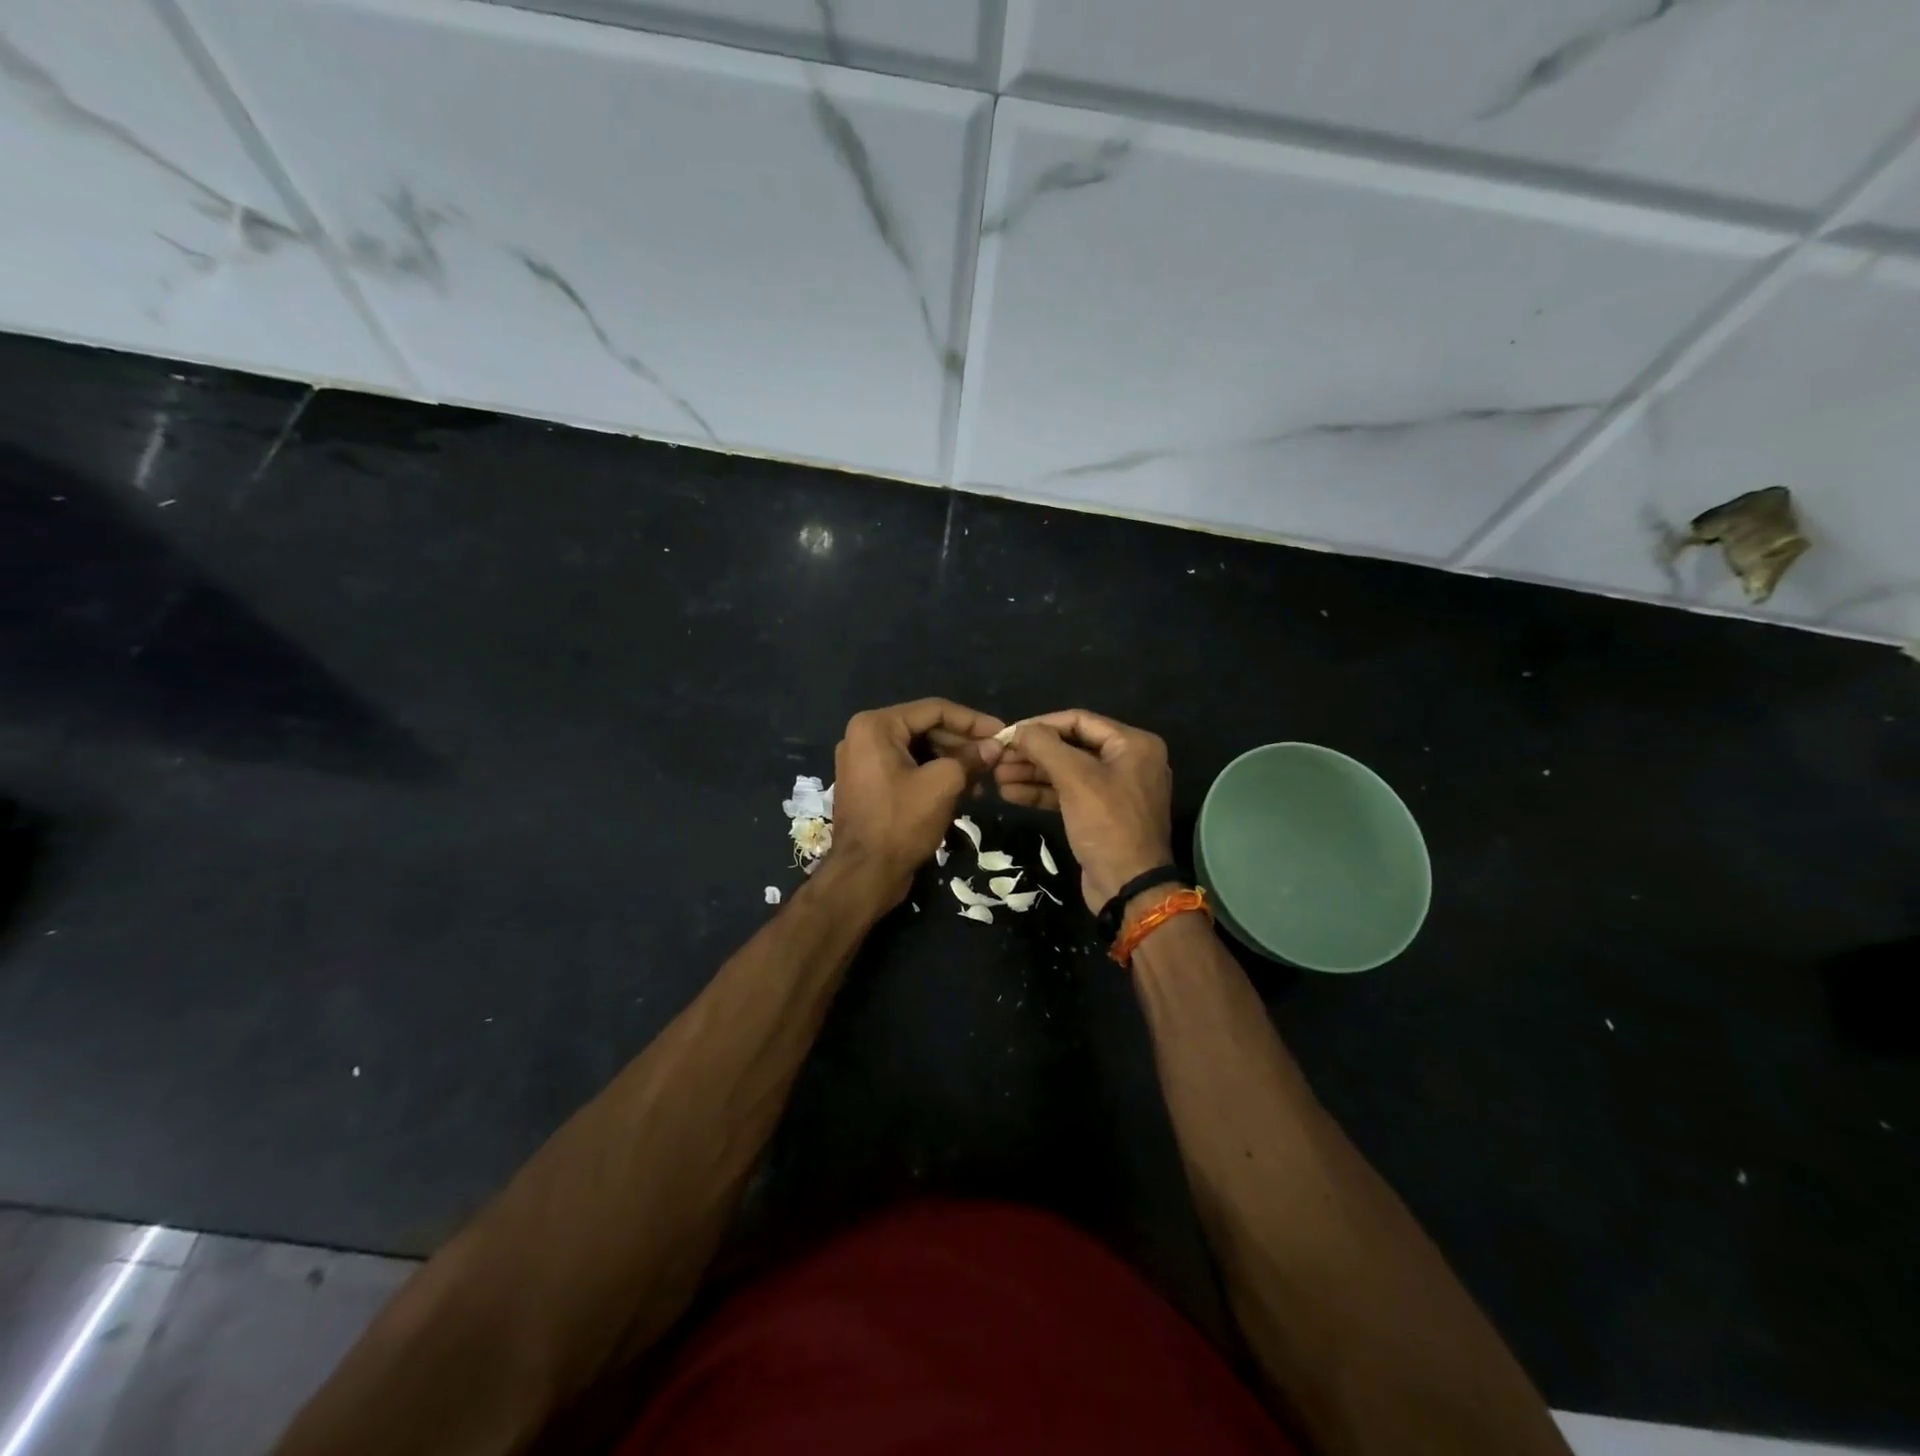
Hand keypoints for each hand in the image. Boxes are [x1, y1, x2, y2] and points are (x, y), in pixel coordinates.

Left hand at [828, 698, 1005, 905]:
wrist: (863, 876)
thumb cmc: (900, 823)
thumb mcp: (942, 785)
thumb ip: (970, 759)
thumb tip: (995, 746)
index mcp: (875, 726)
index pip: (935, 710)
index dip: (973, 721)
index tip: (1002, 733)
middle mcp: (864, 736)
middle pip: (926, 729)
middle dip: (963, 744)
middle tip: (996, 759)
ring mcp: (864, 762)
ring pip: (919, 751)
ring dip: (952, 762)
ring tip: (984, 780)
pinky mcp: (870, 785)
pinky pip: (907, 769)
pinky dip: (934, 776)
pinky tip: (963, 790)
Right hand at [996, 710, 1173, 911]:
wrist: (1128, 887)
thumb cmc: (1107, 825)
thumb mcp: (1076, 779)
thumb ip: (1045, 746)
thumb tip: (1019, 730)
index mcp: (1133, 744)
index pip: (1078, 720)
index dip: (1040, 724)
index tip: (1007, 733)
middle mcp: (1128, 761)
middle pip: (1071, 746)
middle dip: (1033, 753)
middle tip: (997, 758)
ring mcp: (1115, 789)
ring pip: (1067, 772)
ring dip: (1032, 773)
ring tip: (996, 776)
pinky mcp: (1101, 814)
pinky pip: (1069, 794)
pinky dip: (1042, 792)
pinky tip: (1010, 793)